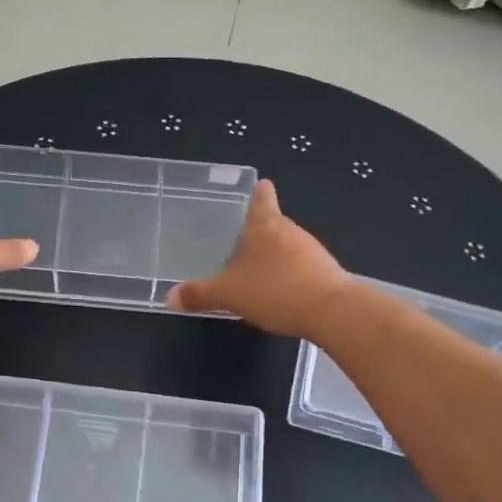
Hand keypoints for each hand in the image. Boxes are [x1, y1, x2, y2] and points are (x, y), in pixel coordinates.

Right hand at [167, 179, 352, 336]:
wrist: (331, 311)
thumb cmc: (274, 290)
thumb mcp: (229, 294)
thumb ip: (200, 294)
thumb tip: (170, 298)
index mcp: (264, 224)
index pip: (261, 196)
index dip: (257, 192)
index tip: (255, 189)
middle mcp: (289, 229)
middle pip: (273, 222)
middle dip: (258, 232)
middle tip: (238, 245)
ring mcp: (311, 249)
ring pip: (287, 245)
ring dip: (274, 256)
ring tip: (255, 273)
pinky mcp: (325, 271)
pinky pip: (300, 266)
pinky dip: (289, 275)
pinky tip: (279, 294)